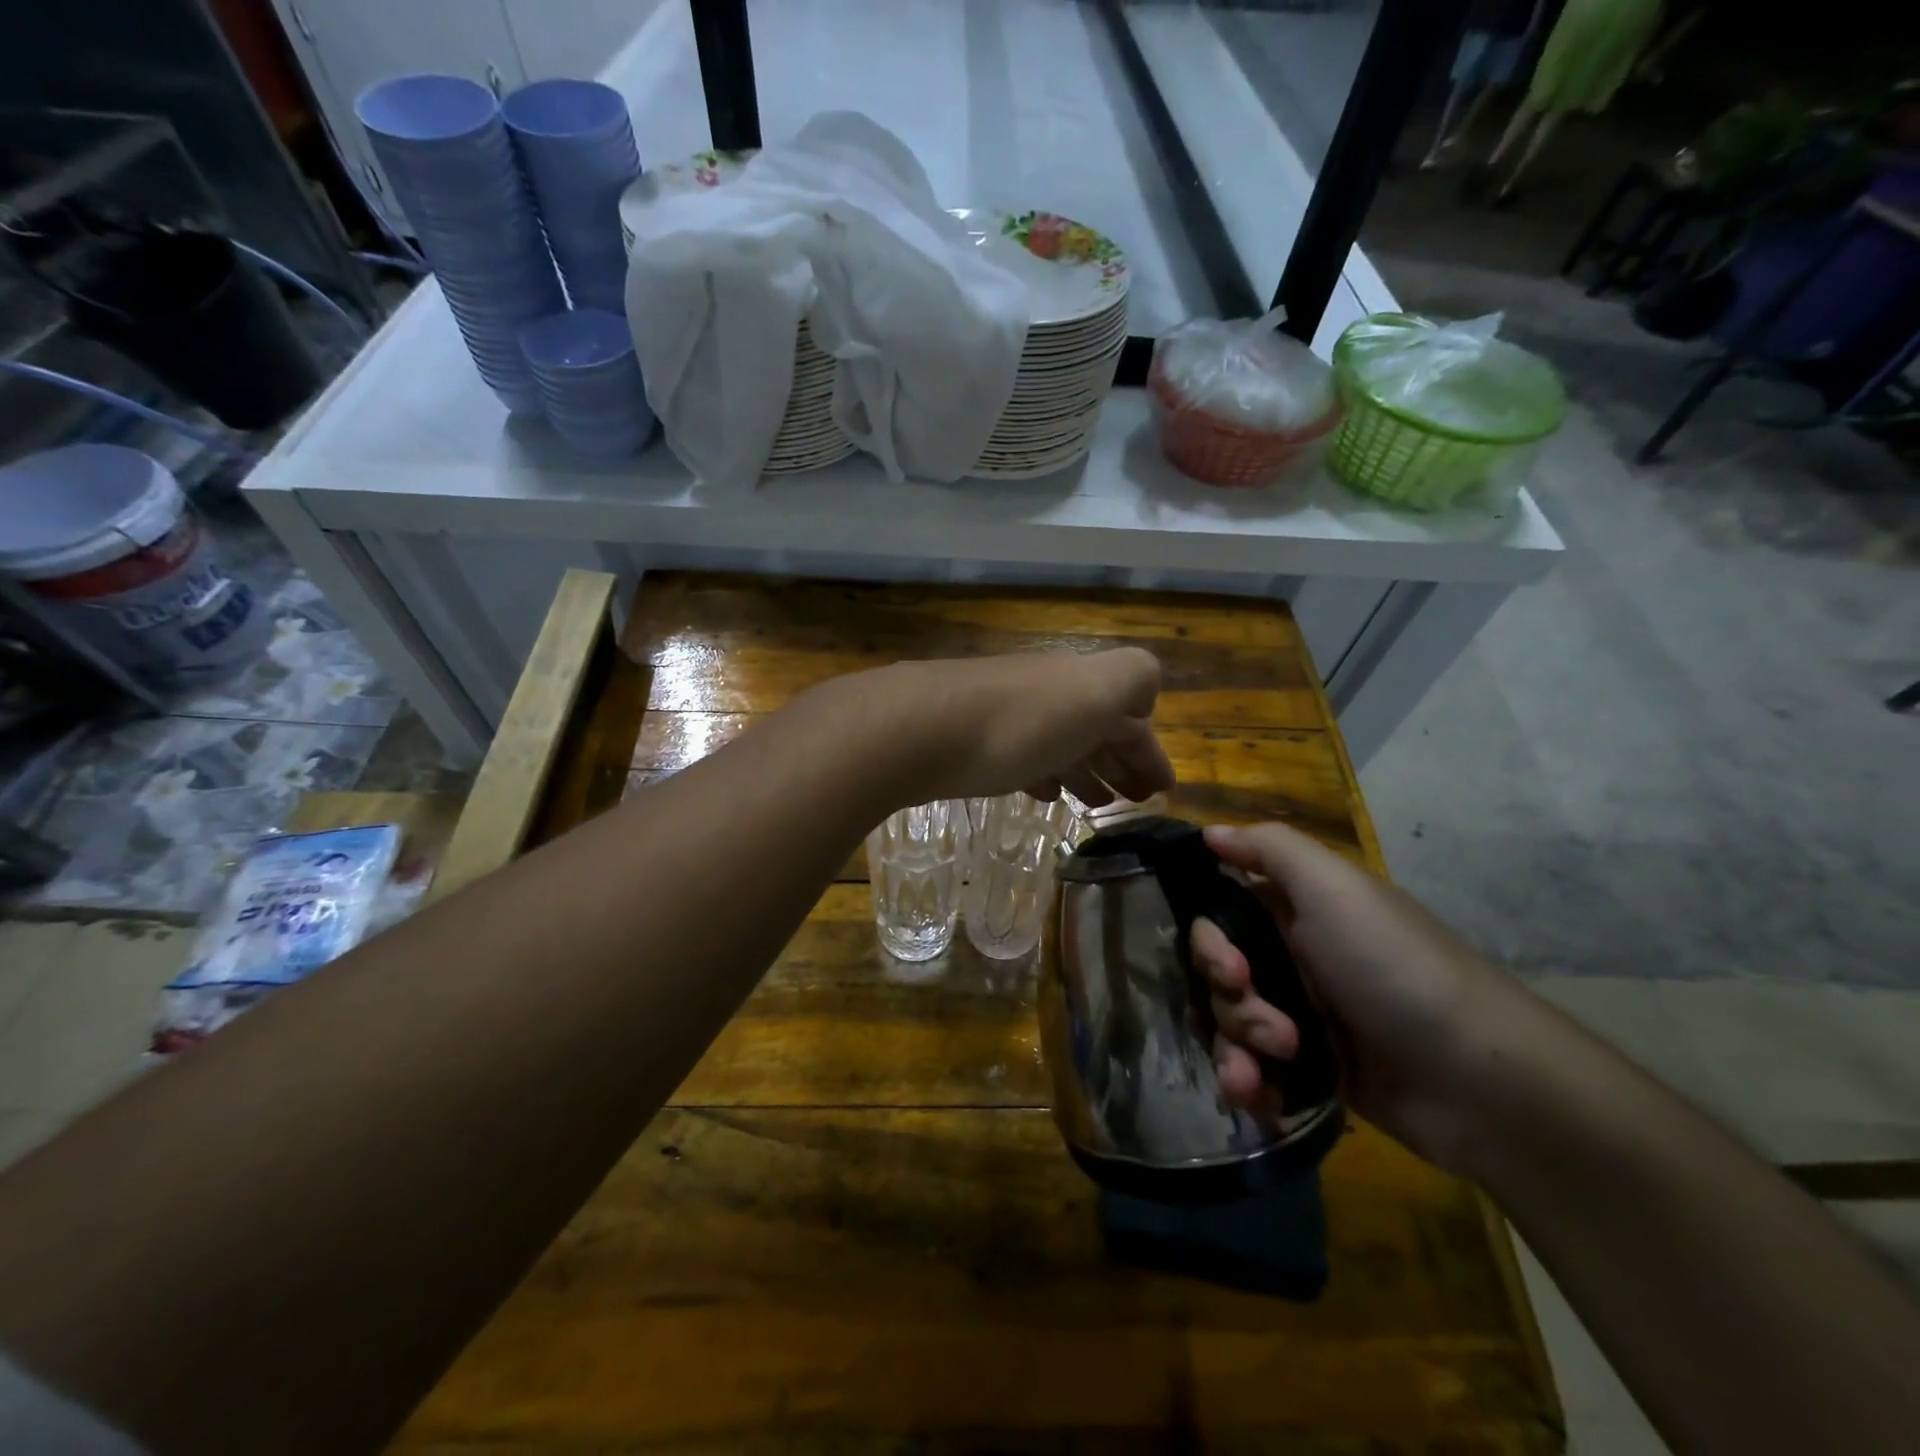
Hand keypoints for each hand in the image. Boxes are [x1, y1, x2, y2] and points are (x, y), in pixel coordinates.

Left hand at [882, 649, 1174, 807]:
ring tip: (1097, 803)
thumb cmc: (1019, 720)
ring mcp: (1007, 716)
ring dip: (1085, 769)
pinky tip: (1044, 793)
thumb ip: (1133, 681)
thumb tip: (1141, 704)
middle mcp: (1047, 693)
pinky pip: (1023, 756)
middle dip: (1121, 761)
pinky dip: (1044, 773)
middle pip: (1094, 727)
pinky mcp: (972, 742)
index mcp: (1082, 682)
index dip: (1150, 751)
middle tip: (1135, 801)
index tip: (1162, 791)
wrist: (920, 728)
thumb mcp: (1096, 689)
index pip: (1130, 715)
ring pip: (1060, 742)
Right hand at [1191, 821, 1520, 1172]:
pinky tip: (1258, 1096)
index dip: (1209, 941)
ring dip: (1236, 1047)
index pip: (1221, 916)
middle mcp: (1294, 959)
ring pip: (1230, 1025)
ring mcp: (1303, 1018)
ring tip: (1269, 1068)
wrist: (1480, 1083)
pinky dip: (1247, 1084)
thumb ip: (1269, 848)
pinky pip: (1253, 1071)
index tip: (1229, 965)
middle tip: (1269, 1023)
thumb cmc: (1396, 969)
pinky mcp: (1311, 1073)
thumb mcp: (1335, 888)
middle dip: (1228, 1000)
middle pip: (1219, 975)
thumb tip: (1210, 831)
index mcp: (1296, 912)